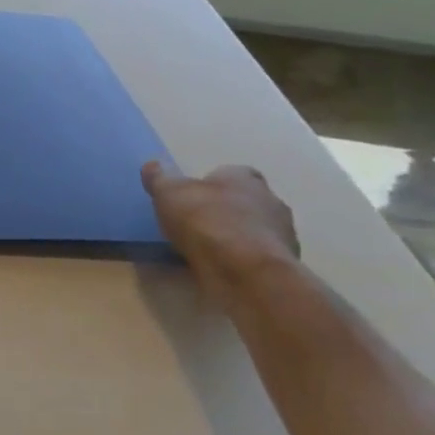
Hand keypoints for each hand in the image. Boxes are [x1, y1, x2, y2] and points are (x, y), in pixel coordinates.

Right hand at [141, 161, 300, 304]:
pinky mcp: (282, 265)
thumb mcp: (169, 193)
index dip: (212, 183)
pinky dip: (242, 260)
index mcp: (245, 178)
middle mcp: (271, 201)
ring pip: (256, 229)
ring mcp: (283, 234)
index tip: (193, 195)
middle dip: (226, 210)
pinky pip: (257, 257)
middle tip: (197, 223)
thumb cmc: (205, 220)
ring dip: (236, 236)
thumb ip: (160, 178)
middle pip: (247, 201)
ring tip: (208, 250)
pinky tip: (222, 268)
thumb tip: (152, 165)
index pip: (233, 173)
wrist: (244, 269)